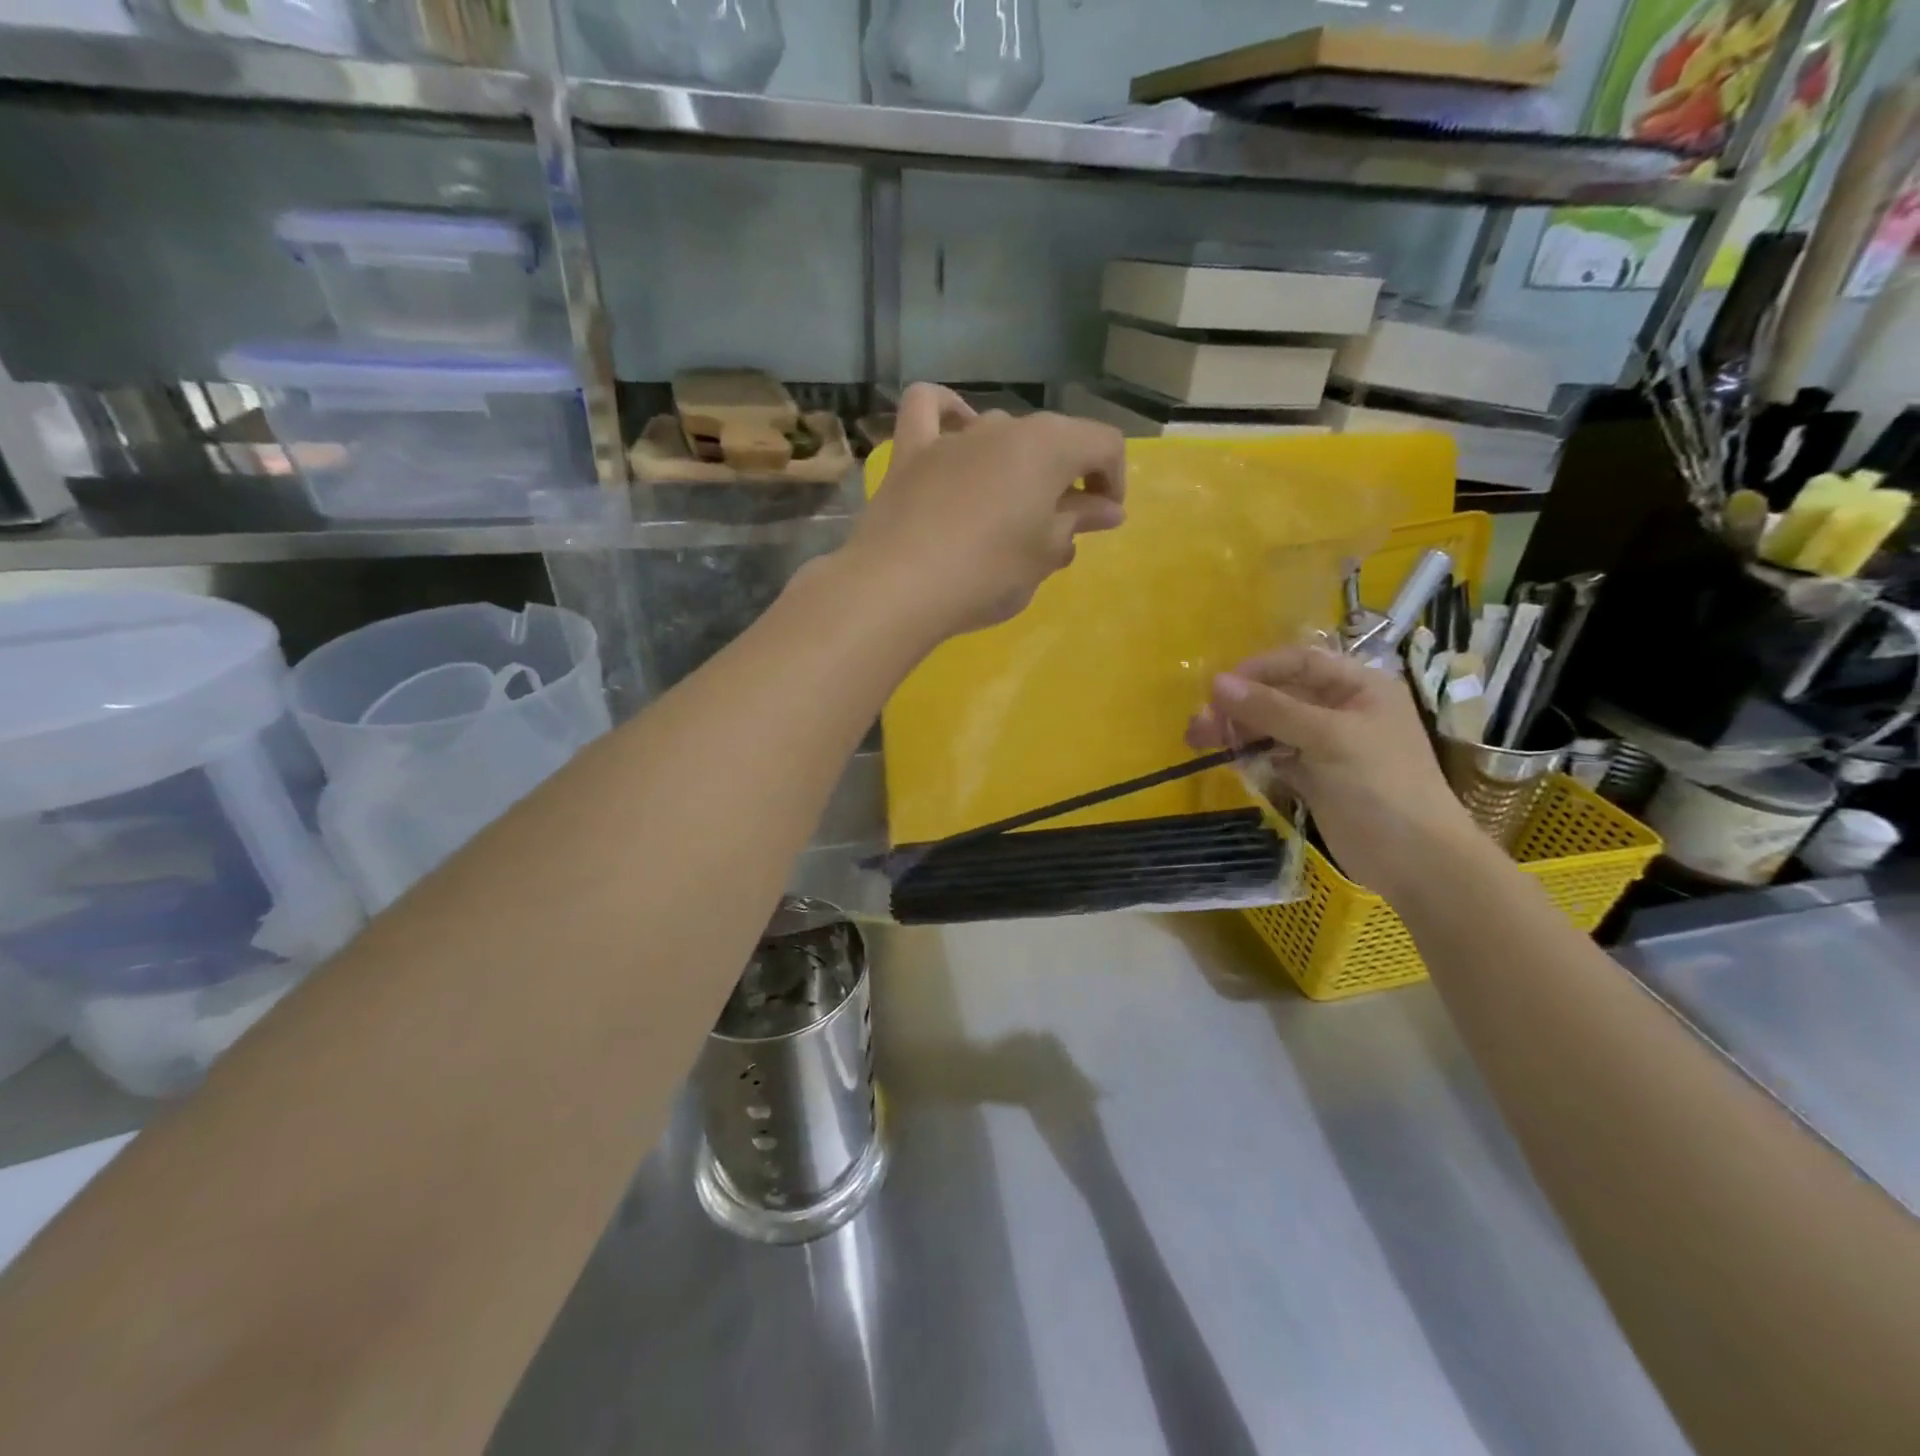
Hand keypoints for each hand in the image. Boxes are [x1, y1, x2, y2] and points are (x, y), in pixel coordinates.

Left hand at [841, 383, 1126, 639]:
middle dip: (1066, 478)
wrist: (899, 587)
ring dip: (1017, 464)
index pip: (1103, 444)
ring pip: (1000, 432)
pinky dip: (946, 414)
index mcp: (1048, 446)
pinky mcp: (910, 453)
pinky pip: (929, 410)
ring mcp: (953, 436)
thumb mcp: (1044, 555)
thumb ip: (1077, 523)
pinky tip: (955, 432)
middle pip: (1053, 440)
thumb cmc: (987, 574)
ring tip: (1011, 509)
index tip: (1104, 519)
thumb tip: (1105, 509)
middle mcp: (1003, 426)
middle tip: (1060, 528)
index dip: (1113, 480)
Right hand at [1187, 645, 1482, 901]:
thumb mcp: (1327, 738)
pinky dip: (1251, 756)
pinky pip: (1274, 756)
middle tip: (1200, 724)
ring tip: (1200, 742)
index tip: (1217, 688)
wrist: (1416, 861)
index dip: (1258, 670)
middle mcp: (1343, 710)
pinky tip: (1228, 760)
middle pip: (1280, 695)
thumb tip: (1215, 683)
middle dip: (1240, 706)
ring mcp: (1327, 746)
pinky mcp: (1314, 777)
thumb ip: (1271, 709)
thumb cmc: (1381, 785)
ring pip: (1272, 727)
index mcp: (1360, 687)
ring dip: (1238, 731)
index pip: (1300, 663)